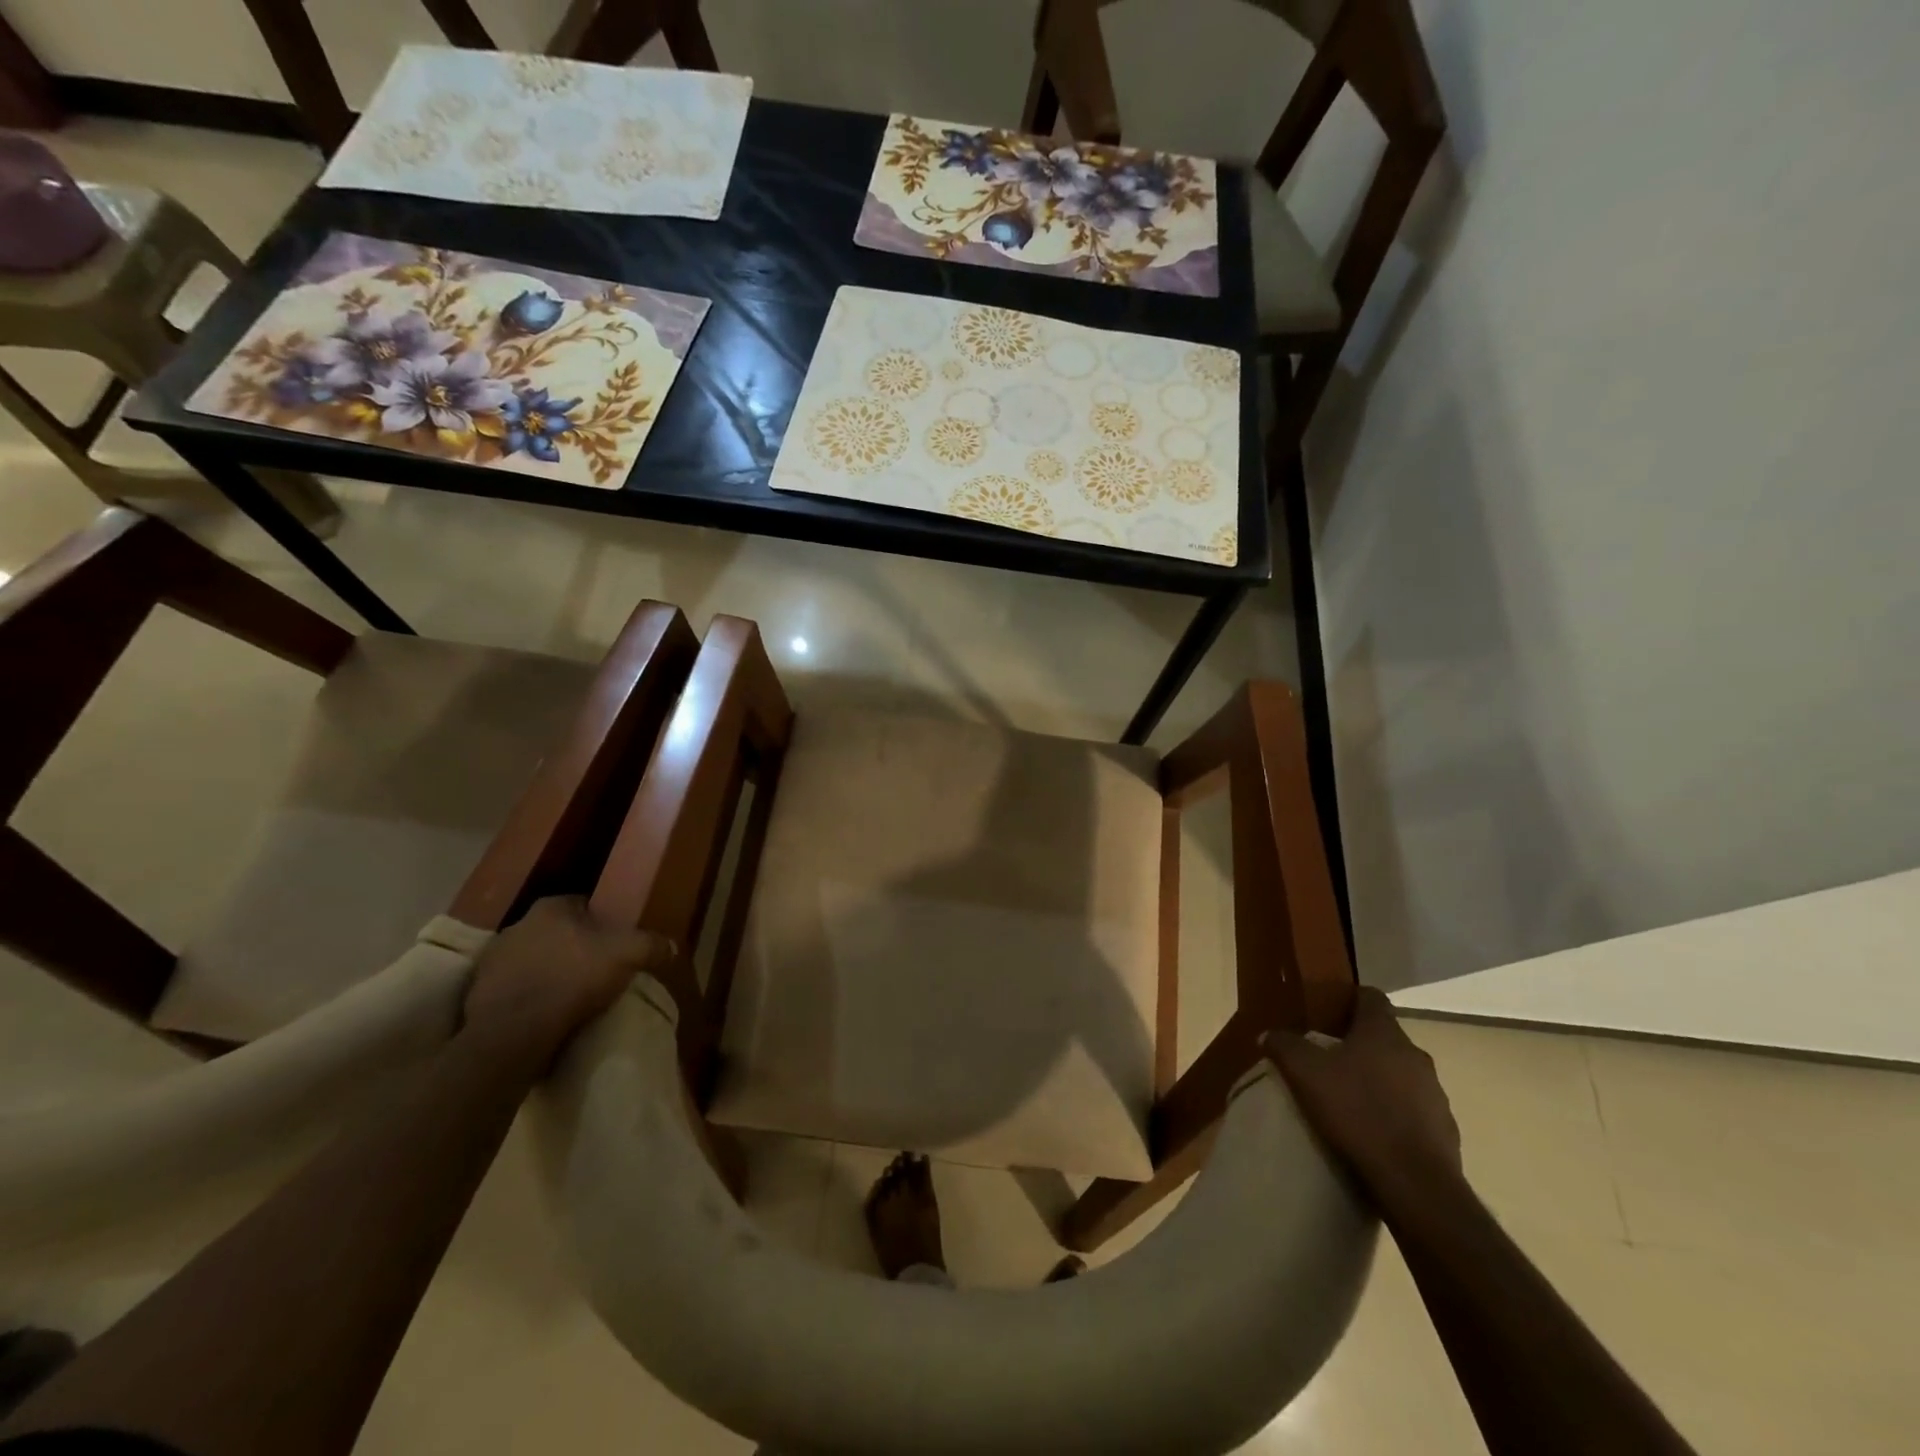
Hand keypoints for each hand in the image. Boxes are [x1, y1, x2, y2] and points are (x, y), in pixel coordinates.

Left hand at [461, 896, 674, 1060]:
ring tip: (573, 996)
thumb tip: (670, 947)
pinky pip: (515, 989)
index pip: (584, 904)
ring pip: (534, 960)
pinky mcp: (479, 994)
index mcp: (551, 906)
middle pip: (558, 932)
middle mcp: (518, 925)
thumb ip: (652, 945)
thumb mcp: (628, 956)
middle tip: (598, 969)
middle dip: (575, 947)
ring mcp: (493, 960)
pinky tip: (547, 1014)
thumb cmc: (573, 978)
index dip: (604, 922)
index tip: (616, 942)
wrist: (513, 1032)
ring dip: (550, 972)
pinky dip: (530, 997)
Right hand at [1265, 986, 1462, 1200]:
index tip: (1328, 1013)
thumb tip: (1269, 1034)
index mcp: (1384, 1033)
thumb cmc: (1357, 1112)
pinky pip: (1415, 1110)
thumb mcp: (1305, 1073)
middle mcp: (1416, 1055)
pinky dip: (1396, 1113)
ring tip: (1351, 1099)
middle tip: (1330, 1059)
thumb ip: (1285, 1046)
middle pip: (1385, 1037)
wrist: (1415, 1183)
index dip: (1349, 999)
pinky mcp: (1445, 1129)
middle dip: (1360, 1044)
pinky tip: (1375, 1132)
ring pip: (1402, 1074)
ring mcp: (1436, 1093)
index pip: (1371, 997)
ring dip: (1380, 1080)